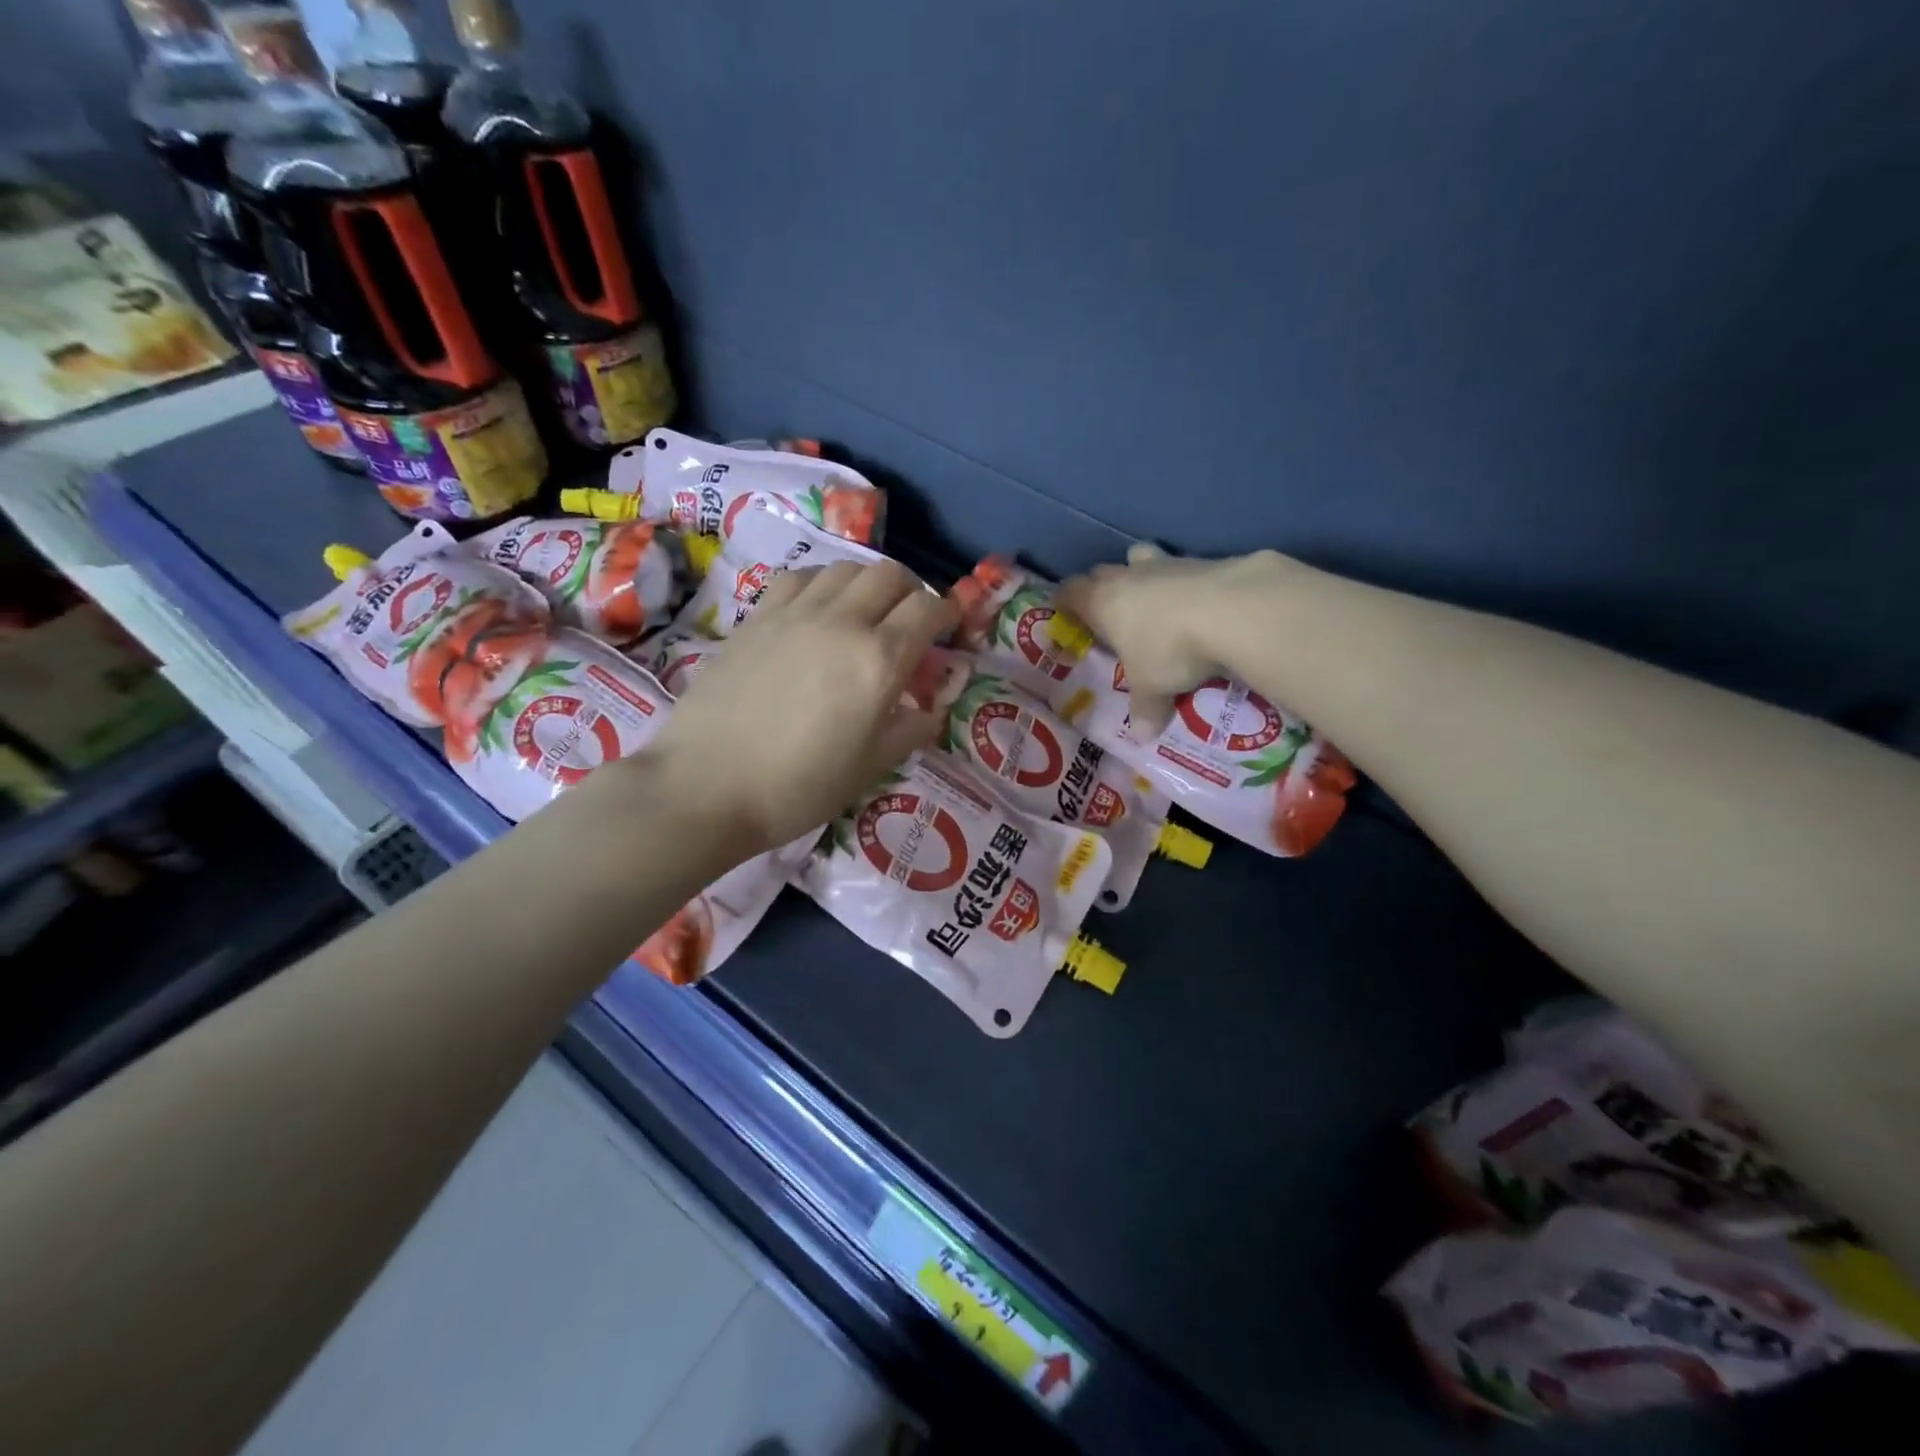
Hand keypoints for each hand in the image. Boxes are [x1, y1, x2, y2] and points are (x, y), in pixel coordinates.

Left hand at [644, 561, 958, 856]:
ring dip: (867, 583)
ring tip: (865, 612)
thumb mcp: (870, 768)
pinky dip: (822, 583)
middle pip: (890, 574)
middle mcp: (842, 622)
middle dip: (911, 590)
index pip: (928, 609)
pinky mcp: (757, 617)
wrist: (708, 785)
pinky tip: (818, 609)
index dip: (948, 611)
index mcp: (879, 660)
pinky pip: (800, 577)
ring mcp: (795, 613)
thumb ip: (910, 730)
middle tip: (910, 620)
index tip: (951, 625)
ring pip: (845, 568)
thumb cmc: (799, 787)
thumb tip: (931, 709)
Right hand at [1055, 543, 1270, 736]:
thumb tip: (1142, 737)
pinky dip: (1184, 582)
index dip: (1064, 601)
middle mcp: (1128, 576)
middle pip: (1103, 571)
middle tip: (1110, 613)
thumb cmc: (1169, 649)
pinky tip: (1197, 604)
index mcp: (1102, 602)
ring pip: (1142, 558)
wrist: (1231, 610)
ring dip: (1142, 575)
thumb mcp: (1153, 688)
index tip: (1065, 613)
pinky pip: (1184, 567)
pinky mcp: (1204, 560)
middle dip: (1103, 586)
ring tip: (1154, 601)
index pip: (1070, 591)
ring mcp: (1167, 563)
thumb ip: (1145, 709)